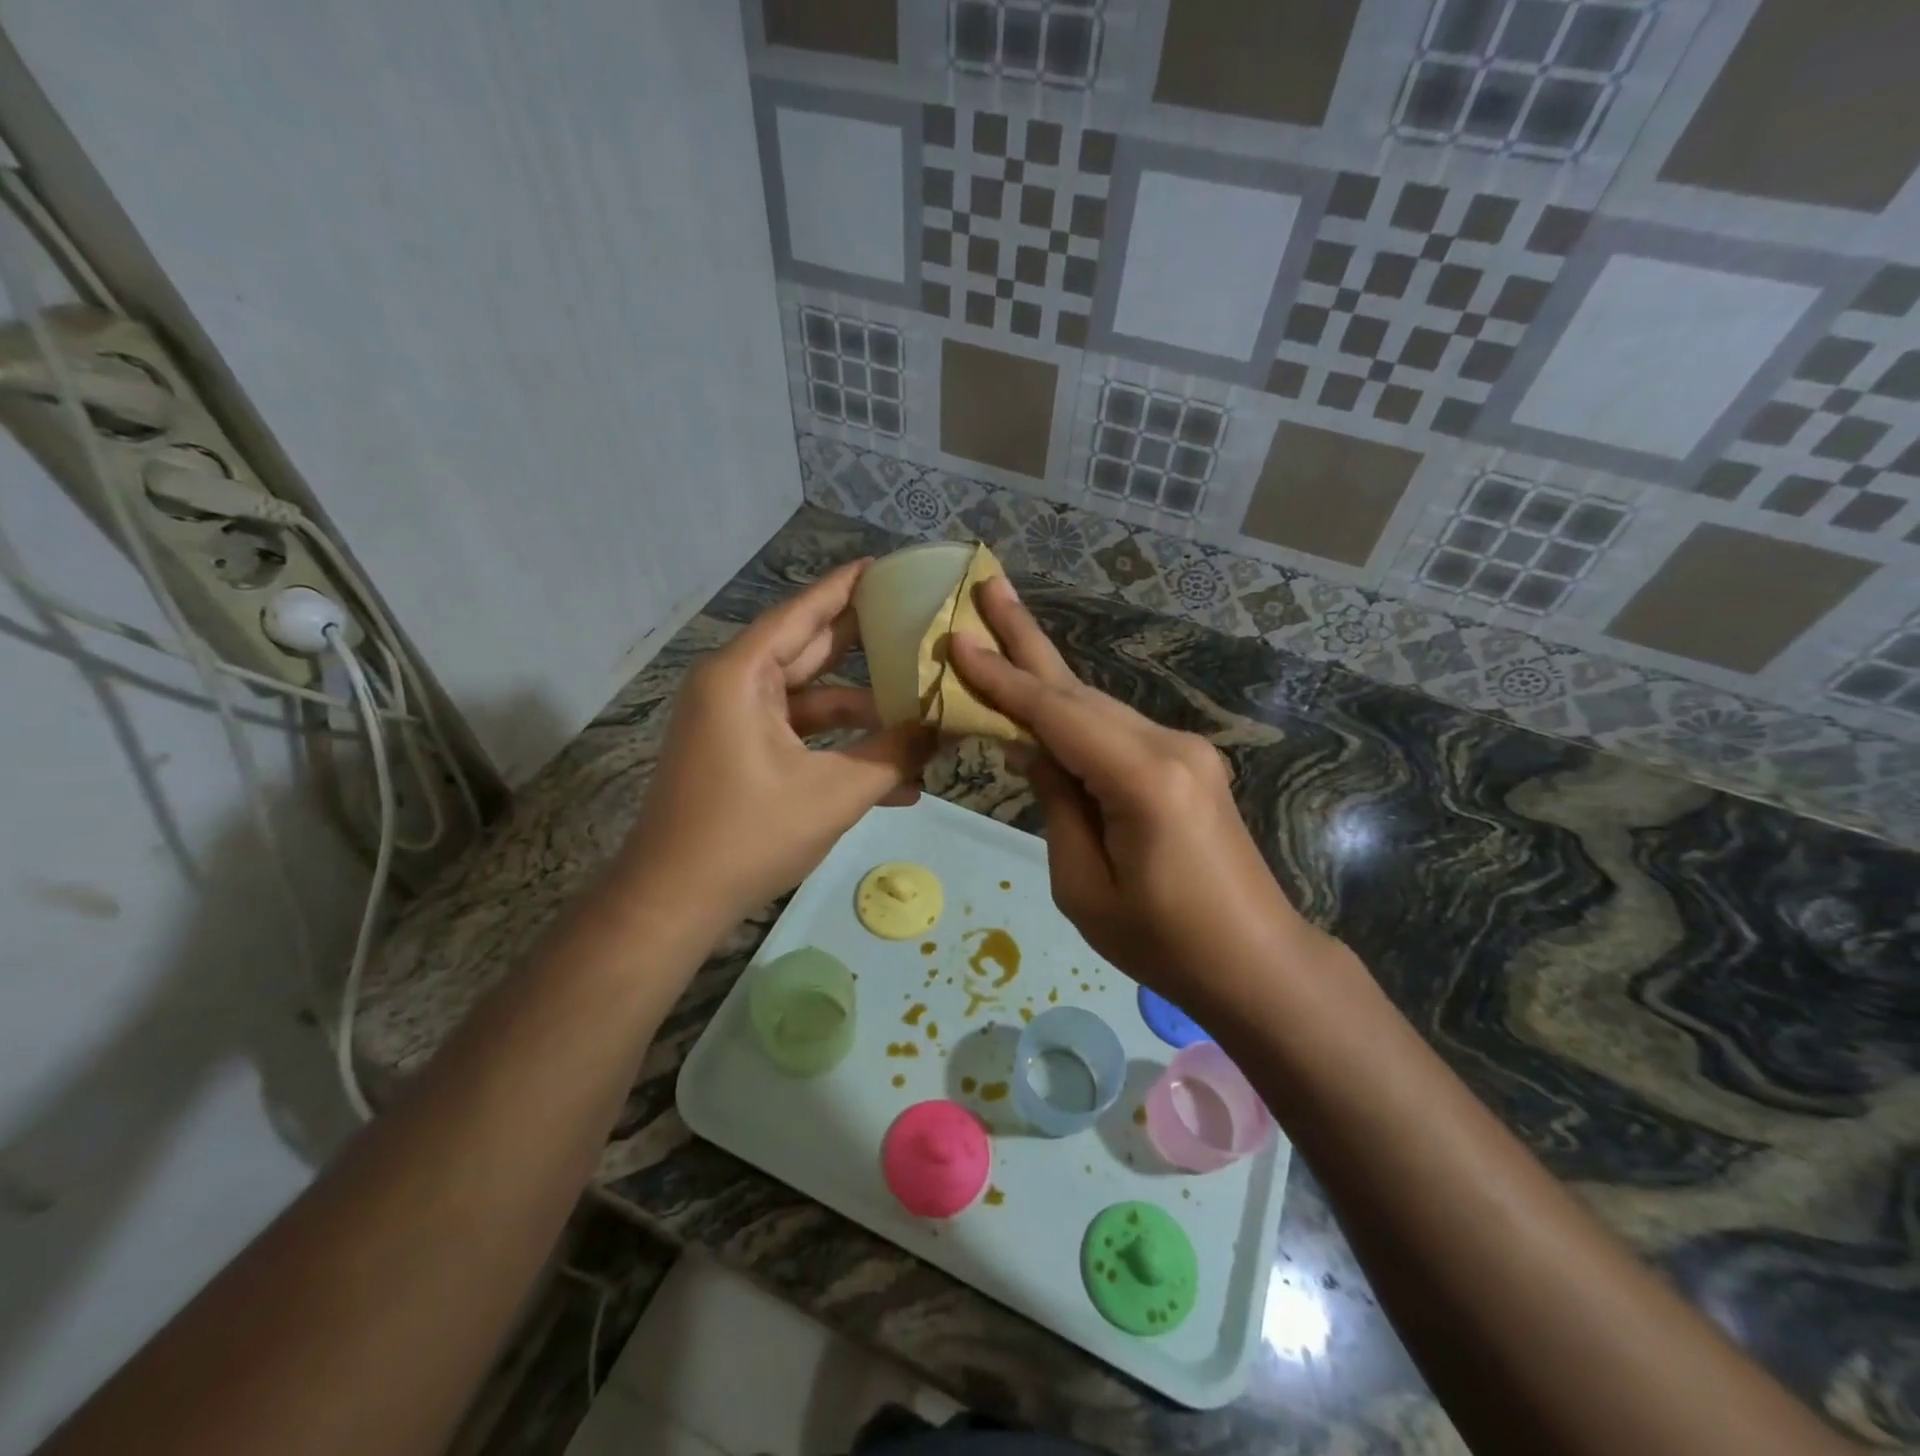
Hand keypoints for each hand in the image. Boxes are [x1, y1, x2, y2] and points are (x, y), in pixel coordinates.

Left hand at [619, 560, 932, 925]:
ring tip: (922, 709)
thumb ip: (893, 755)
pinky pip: (798, 736)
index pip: (804, 613)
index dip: (848, 588)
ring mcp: (735, 722)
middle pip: (809, 650)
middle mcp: (734, 686)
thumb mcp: (834, 793)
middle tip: (919, 625)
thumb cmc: (750, 835)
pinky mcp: (740, 754)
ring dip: (862, 712)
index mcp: (743, 675)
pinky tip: (893, 775)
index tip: (890, 568)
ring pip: (810, 700)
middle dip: (866, 645)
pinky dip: (836, 747)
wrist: (675, 900)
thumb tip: (945, 729)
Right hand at [948, 578, 1317, 1002]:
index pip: (1055, 714)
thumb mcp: (1084, 887)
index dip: (1001, 678)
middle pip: (1079, 691)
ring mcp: (1187, 752)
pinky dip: (1075, 716)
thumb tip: (1036, 751)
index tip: (956, 639)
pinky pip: (1118, 731)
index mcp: (1143, 779)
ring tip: (1003, 629)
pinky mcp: (1190, 764)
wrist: (1257, 962)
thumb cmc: (1164, 943)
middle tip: (989, 585)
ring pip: (1099, 707)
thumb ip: (1057, 806)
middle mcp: (1169, 747)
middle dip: (1026, 641)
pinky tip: (1045, 703)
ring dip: (1047, 676)